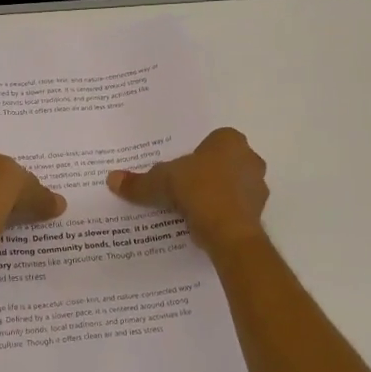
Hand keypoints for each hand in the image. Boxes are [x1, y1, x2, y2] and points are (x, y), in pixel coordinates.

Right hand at [107, 127, 268, 253]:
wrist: (228, 230)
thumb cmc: (197, 190)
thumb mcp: (160, 182)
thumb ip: (139, 181)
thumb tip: (111, 179)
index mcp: (229, 140)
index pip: (211, 141)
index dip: (194, 155)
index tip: (179, 170)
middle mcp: (249, 158)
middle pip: (223, 163)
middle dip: (206, 174)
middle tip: (182, 189)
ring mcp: (258, 186)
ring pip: (232, 186)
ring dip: (216, 194)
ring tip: (191, 210)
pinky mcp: (259, 212)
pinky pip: (236, 208)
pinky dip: (223, 214)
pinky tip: (204, 224)